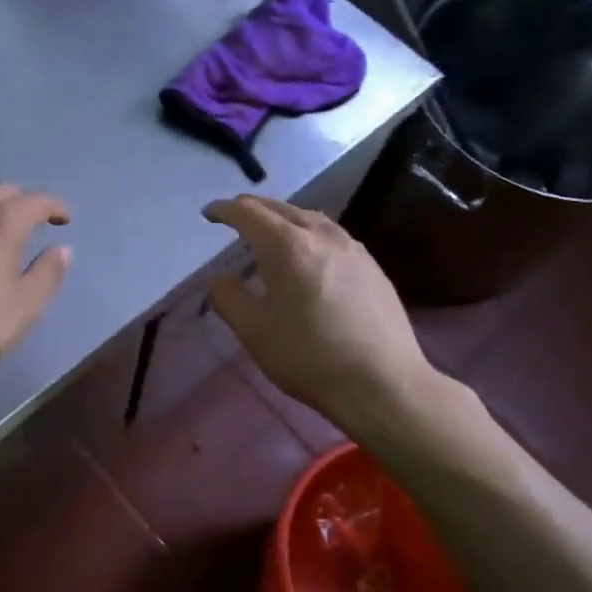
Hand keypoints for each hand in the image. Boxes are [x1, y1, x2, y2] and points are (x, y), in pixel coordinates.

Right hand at [203, 195, 441, 438]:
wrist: (382, 383)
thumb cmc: (308, 356)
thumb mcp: (253, 331)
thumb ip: (228, 298)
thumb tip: (221, 279)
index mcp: (287, 246)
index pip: (249, 213)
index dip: (225, 209)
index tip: (209, 214)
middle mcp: (322, 236)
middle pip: (282, 208)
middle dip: (254, 208)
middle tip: (235, 215)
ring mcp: (353, 249)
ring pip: (311, 218)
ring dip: (284, 218)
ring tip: (271, 230)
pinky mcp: (372, 267)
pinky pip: (332, 236)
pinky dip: (309, 233)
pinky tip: (309, 255)